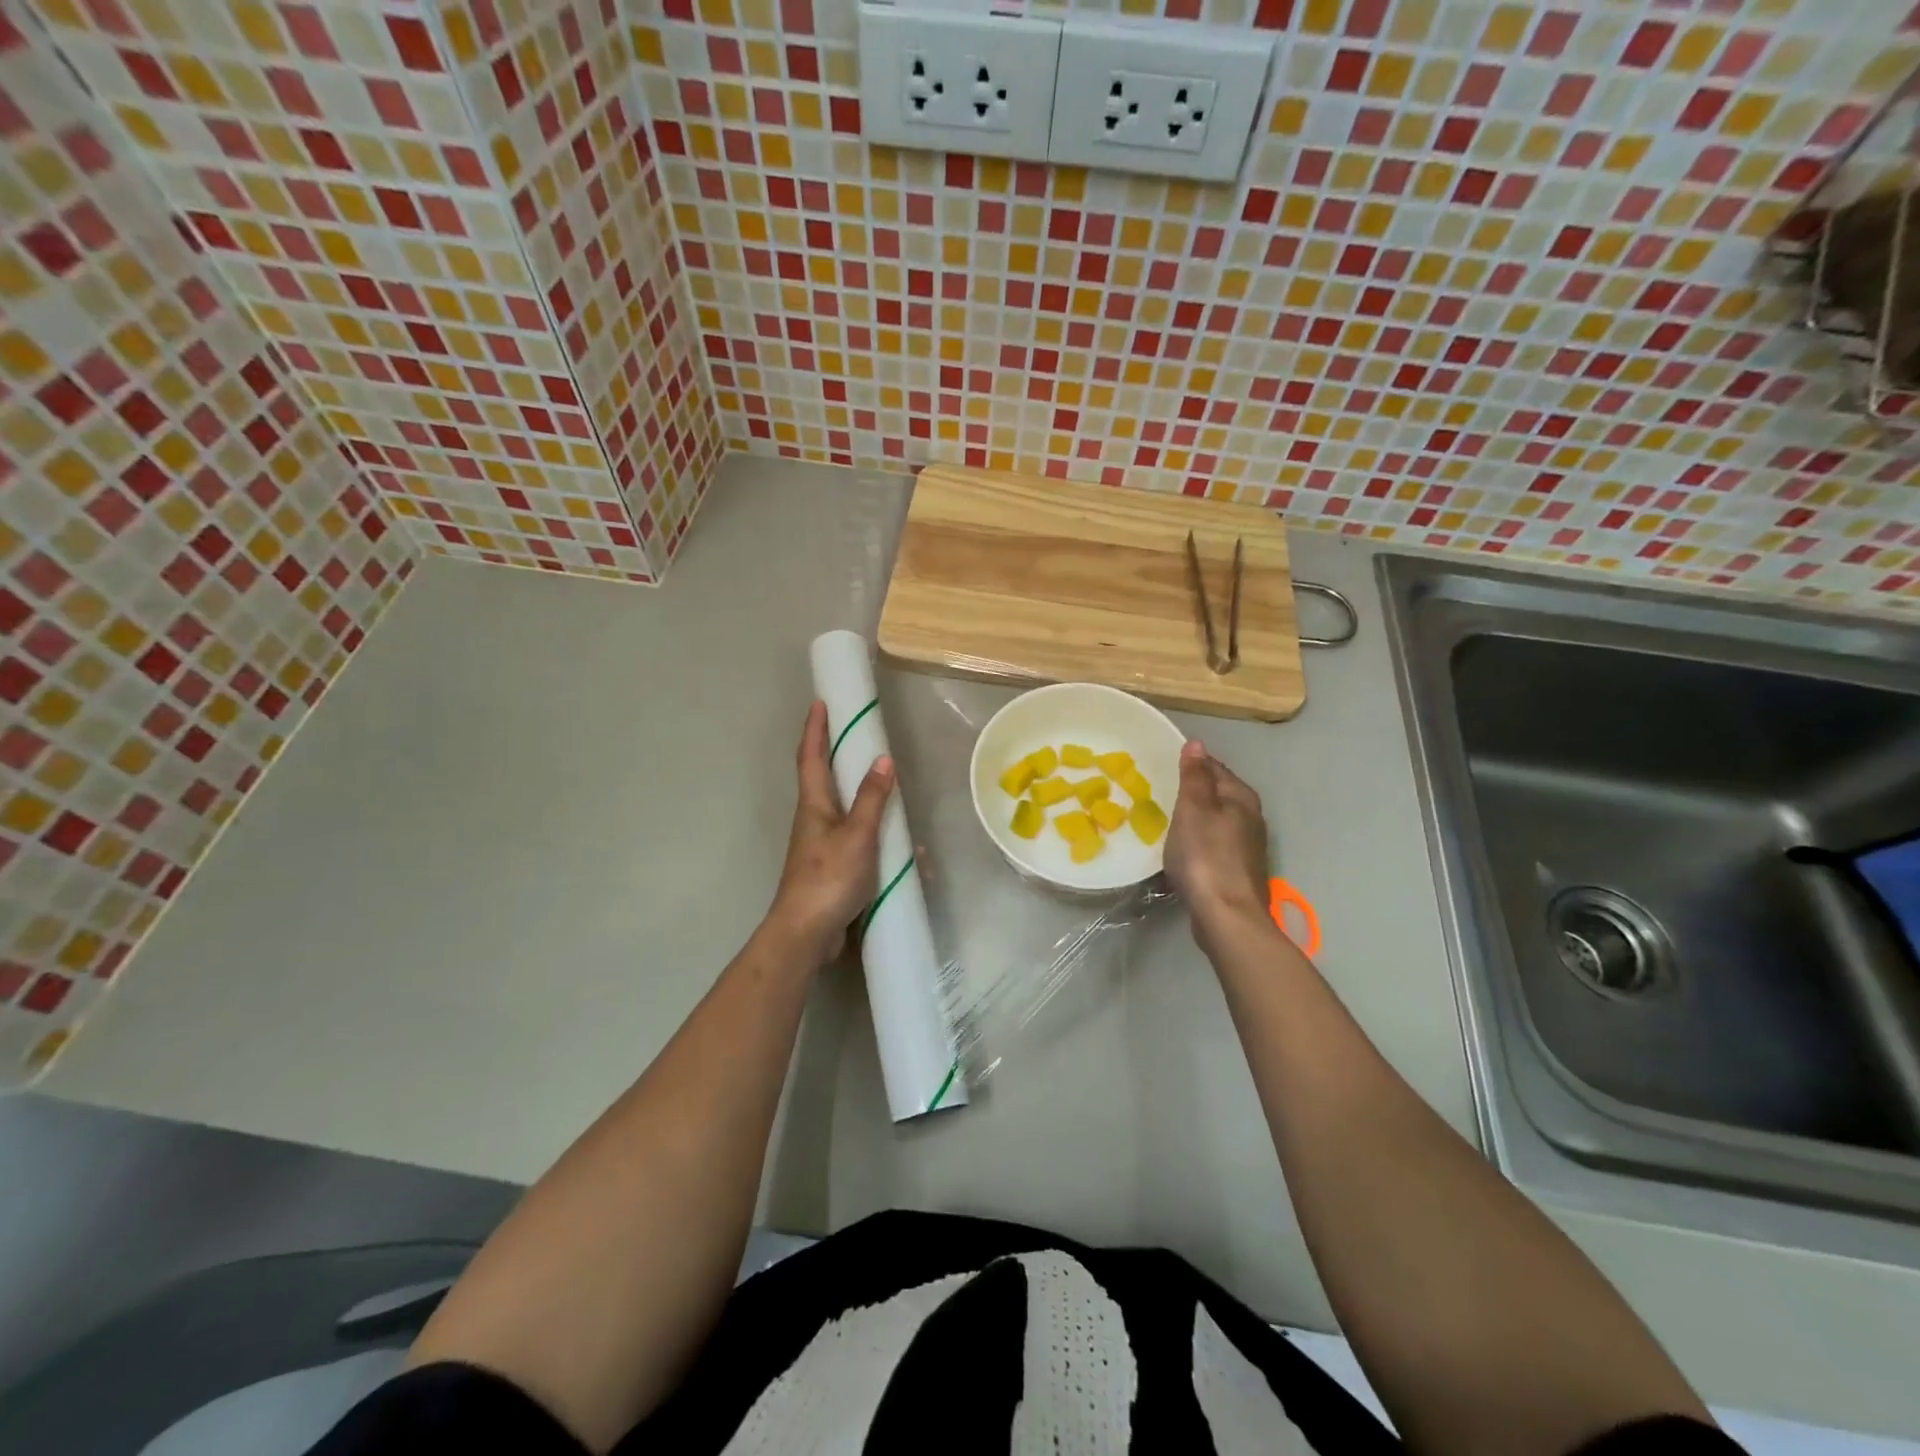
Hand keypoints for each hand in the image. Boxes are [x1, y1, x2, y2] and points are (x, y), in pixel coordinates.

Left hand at [767, 700, 894, 963]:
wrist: (806, 932)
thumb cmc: (828, 877)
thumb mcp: (857, 835)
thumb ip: (872, 799)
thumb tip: (883, 760)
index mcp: (814, 805)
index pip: (811, 757)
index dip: (815, 728)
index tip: (820, 702)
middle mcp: (813, 819)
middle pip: (822, 778)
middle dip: (835, 754)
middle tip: (856, 734)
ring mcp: (820, 845)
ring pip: (842, 809)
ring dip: (860, 795)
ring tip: (886, 787)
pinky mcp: (831, 868)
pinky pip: (855, 839)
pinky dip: (874, 833)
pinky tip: (899, 846)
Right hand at [1165, 740, 1270, 939]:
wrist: (1226, 915)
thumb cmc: (1205, 856)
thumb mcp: (1194, 809)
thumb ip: (1195, 776)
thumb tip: (1197, 744)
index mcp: (1241, 797)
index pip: (1215, 768)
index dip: (1191, 764)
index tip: (1164, 765)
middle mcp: (1250, 818)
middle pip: (1218, 794)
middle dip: (1193, 791)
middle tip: (1161, 790)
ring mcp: (1246, 846)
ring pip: (1216, 820)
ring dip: (1195, 817)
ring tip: (1167, 818)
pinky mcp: (1237, 870)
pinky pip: (1213, 844)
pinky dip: (1198, 841)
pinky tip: (1182, 849)